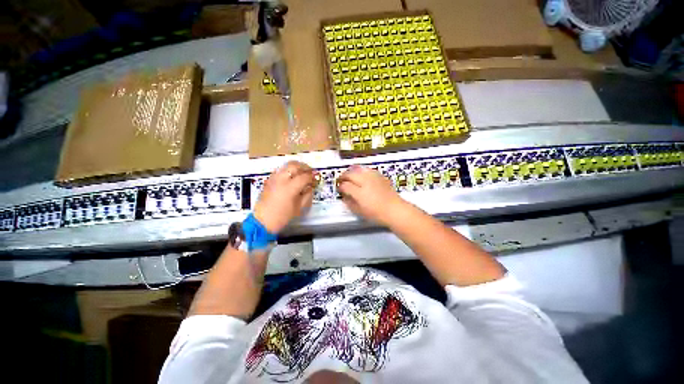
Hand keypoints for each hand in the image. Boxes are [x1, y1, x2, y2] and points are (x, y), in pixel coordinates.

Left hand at [254, 161, 314, 232]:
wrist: (262, 220)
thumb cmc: (281, 217)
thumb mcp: (298, 209)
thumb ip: (306, 196)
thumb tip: (310, 188)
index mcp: (290, 187)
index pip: (304, 176)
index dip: (312, 177)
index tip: (315, 180)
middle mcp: (282, 179)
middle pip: (295, 166)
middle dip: (304, 167)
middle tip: (310, 172)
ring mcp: (274, 178)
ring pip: (286, 165)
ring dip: (296, 167)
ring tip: (301, 172)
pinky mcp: (269, 180)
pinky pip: (280, 170)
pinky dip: (287, 170)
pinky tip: (290, 176)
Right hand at [337, 165, 406, 225]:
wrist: (394, 209)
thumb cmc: (377, 214)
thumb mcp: (360, 212)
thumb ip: (350, 203)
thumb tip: (344, 196)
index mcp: (360, 193)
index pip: (345, 185)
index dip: (340, 187)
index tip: (339, 190)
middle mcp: (365, 181)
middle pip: (350, 174)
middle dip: (343, 176)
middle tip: (341, 180)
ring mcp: (373, 177)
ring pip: (358, 169)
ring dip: (351, 172)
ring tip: (349, 176)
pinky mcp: (379, 175)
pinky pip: (367, 170)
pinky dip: (361, 171)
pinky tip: (361, 176)